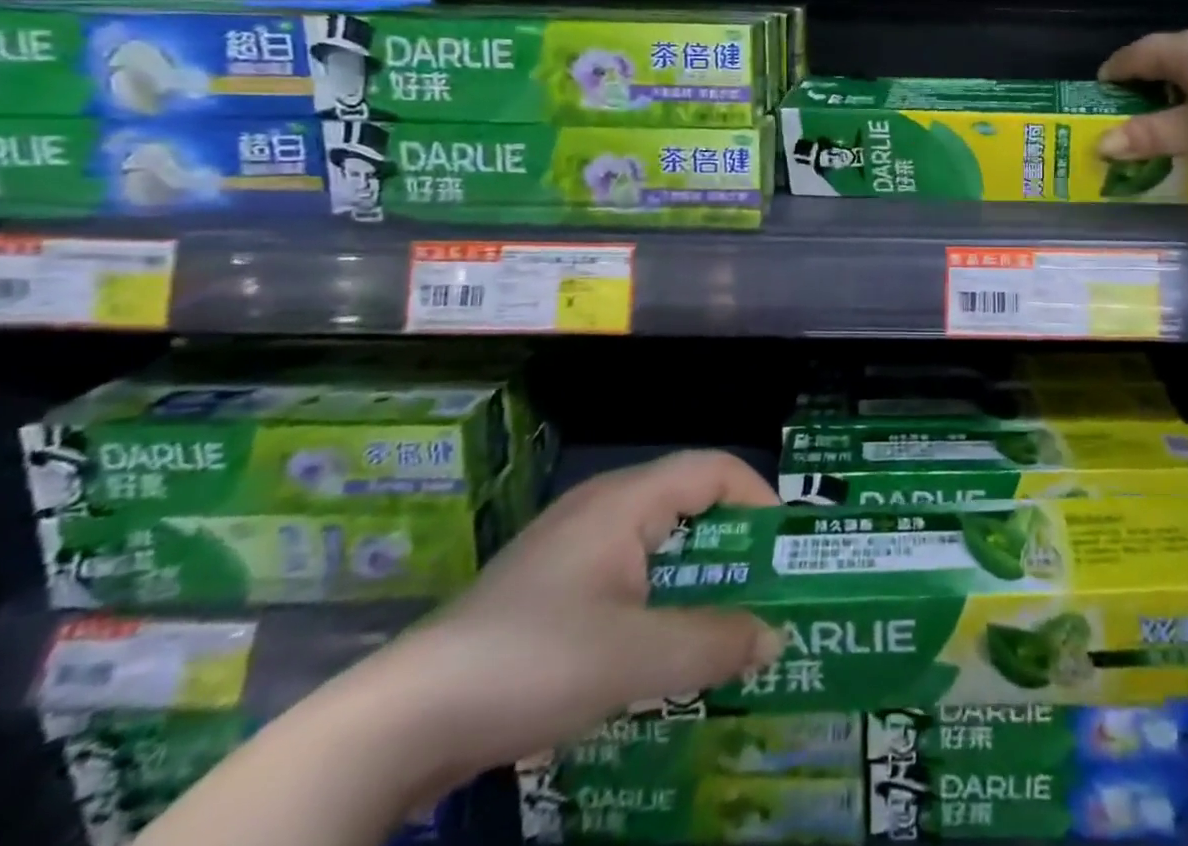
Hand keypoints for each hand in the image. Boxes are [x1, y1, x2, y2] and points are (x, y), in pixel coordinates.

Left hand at [362, 450, 780, 785]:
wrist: (402, 719)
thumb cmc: (533, 662)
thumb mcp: (637, 660)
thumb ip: (714, 644)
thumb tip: (775, 637)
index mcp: (626, 500)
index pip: (713, 468)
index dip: (758, 497)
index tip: (785, 550)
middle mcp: (602, 508)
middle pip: (689, 502)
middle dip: (734, 543)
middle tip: (766, 590)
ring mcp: (571, 546)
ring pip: (657, 541)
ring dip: (697, 575)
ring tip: (725, 622)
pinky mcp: (550, 587)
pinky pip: (626, 572)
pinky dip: (659, 596)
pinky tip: (660, 647)